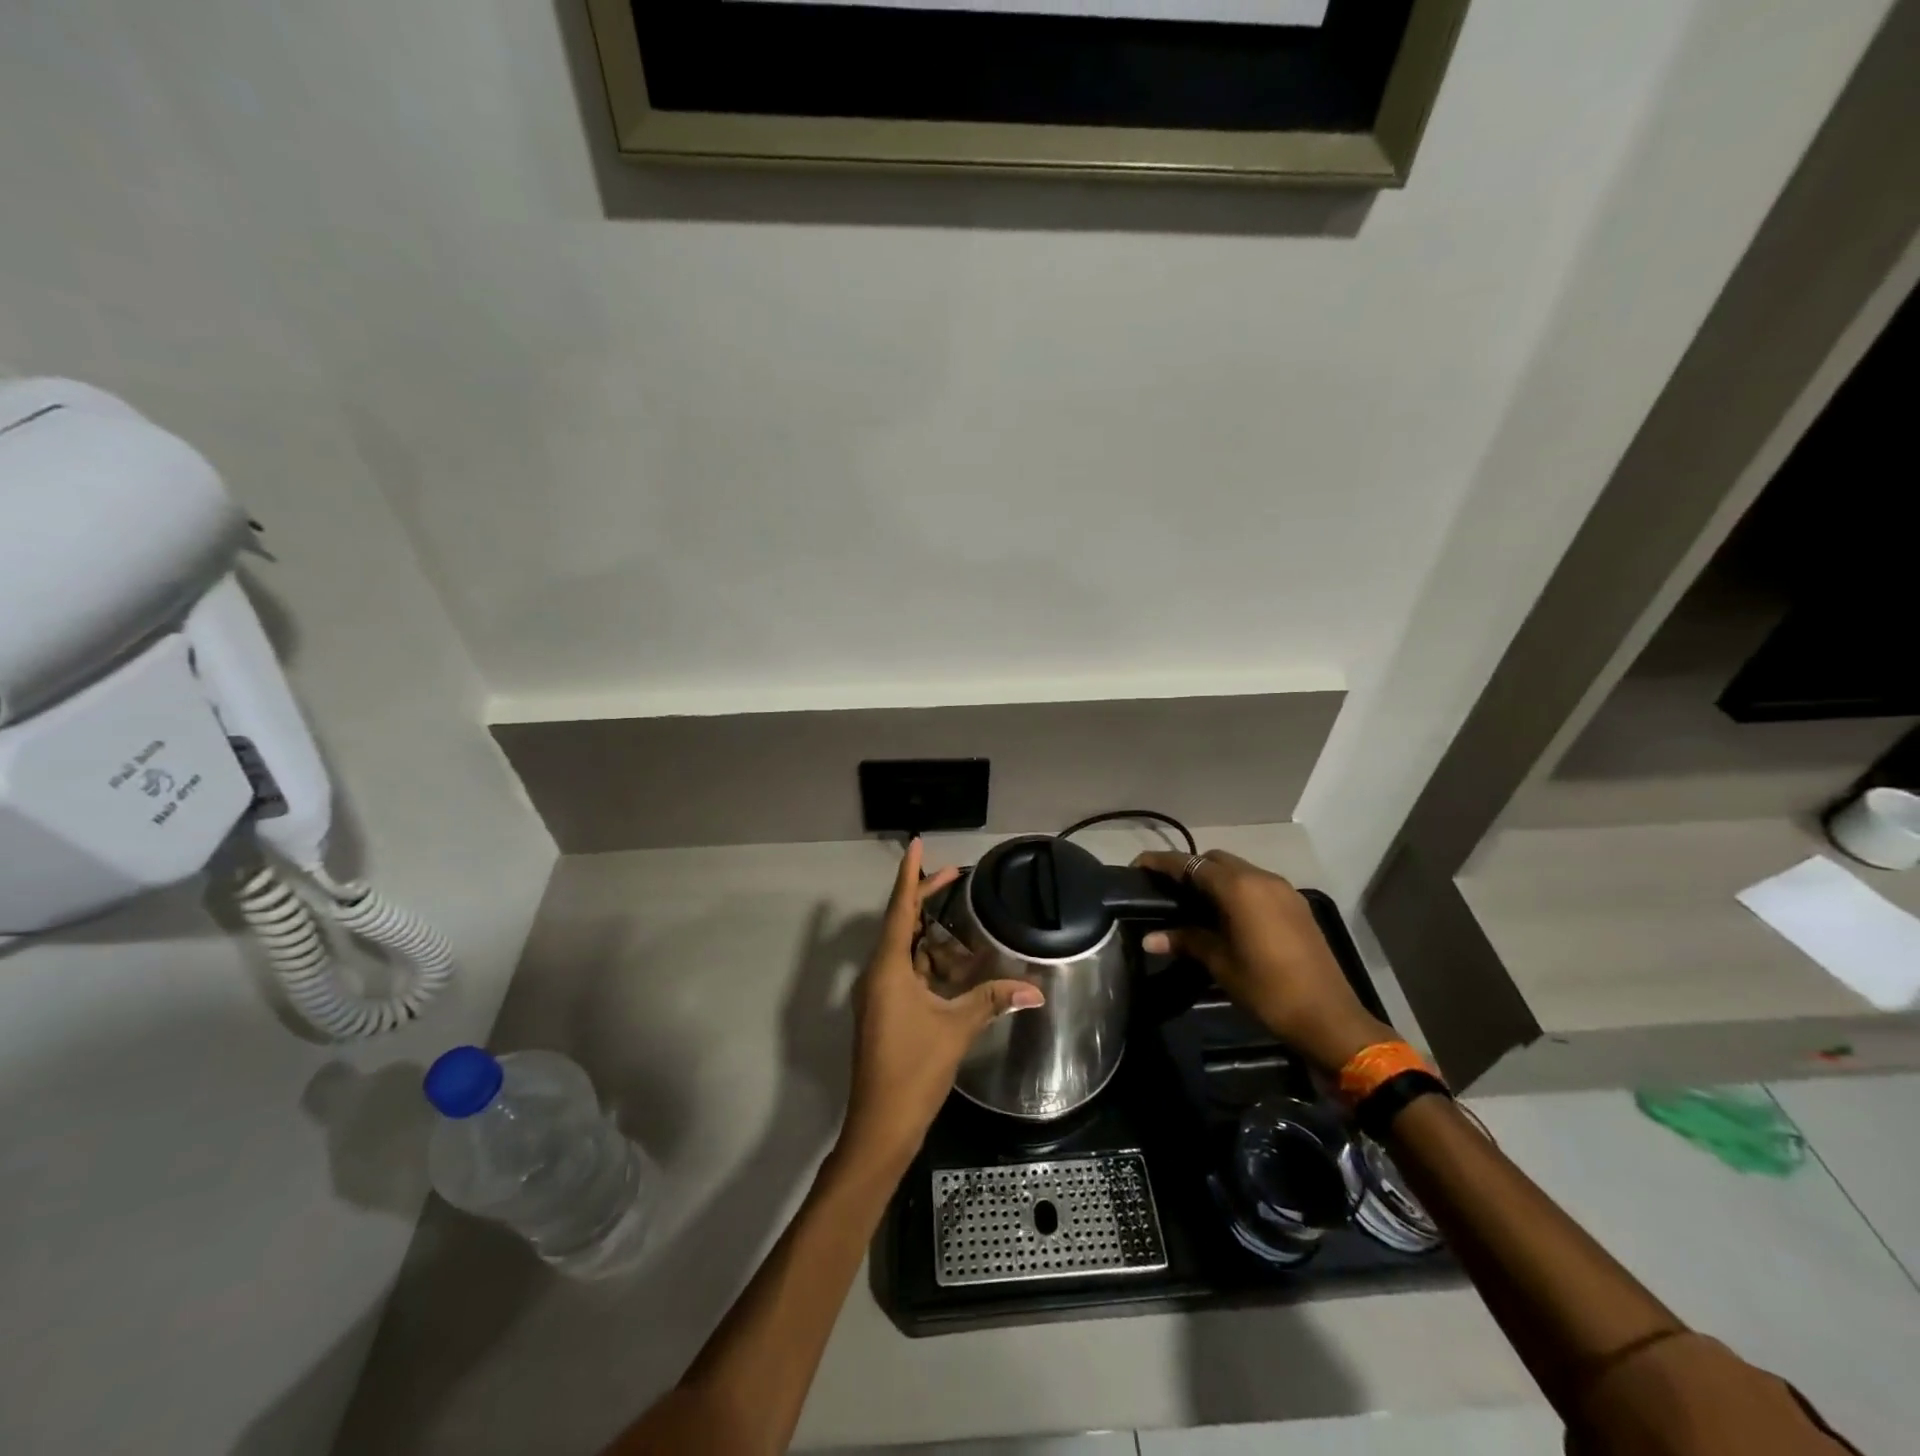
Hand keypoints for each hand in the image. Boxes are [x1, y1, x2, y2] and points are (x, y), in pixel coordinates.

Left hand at [840, 839, 1043, 1168]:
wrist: (881, 1126)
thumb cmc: (913, 1069)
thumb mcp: (956, 1029)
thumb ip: (992, 1000)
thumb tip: (1036, 988)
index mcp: (888, 968)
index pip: (899, 909)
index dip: (911, 876)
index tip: (917, 845)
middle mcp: (878, 974)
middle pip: (901, 923)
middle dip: (926, 898)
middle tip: (954, 875)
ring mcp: (878, 995)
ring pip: (904, 950)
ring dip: (930, 935)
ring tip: (959, 922)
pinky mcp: (885, 1012)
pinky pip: (905, 973)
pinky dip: (927, 962)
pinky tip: (952, 965)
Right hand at [1134, 849, 1393, 1073]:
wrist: (1329, 1018)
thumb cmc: (1267, 989)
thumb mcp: (1220, 964)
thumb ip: (1185, 941)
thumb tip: (1149, 938)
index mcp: (1239, 888)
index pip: (1190, 864)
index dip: (1161, 863)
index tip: (1137, 866)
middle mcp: (1261, 878)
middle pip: (1214, 860)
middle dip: (1187, 868)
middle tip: (1164, 890)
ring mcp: (1282, 890)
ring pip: (1238, 870)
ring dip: (1213, 879)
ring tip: (1191, 903)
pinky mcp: (1295, 905)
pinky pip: (1256, 884)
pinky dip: (1235, 890)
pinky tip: (1224, 915)